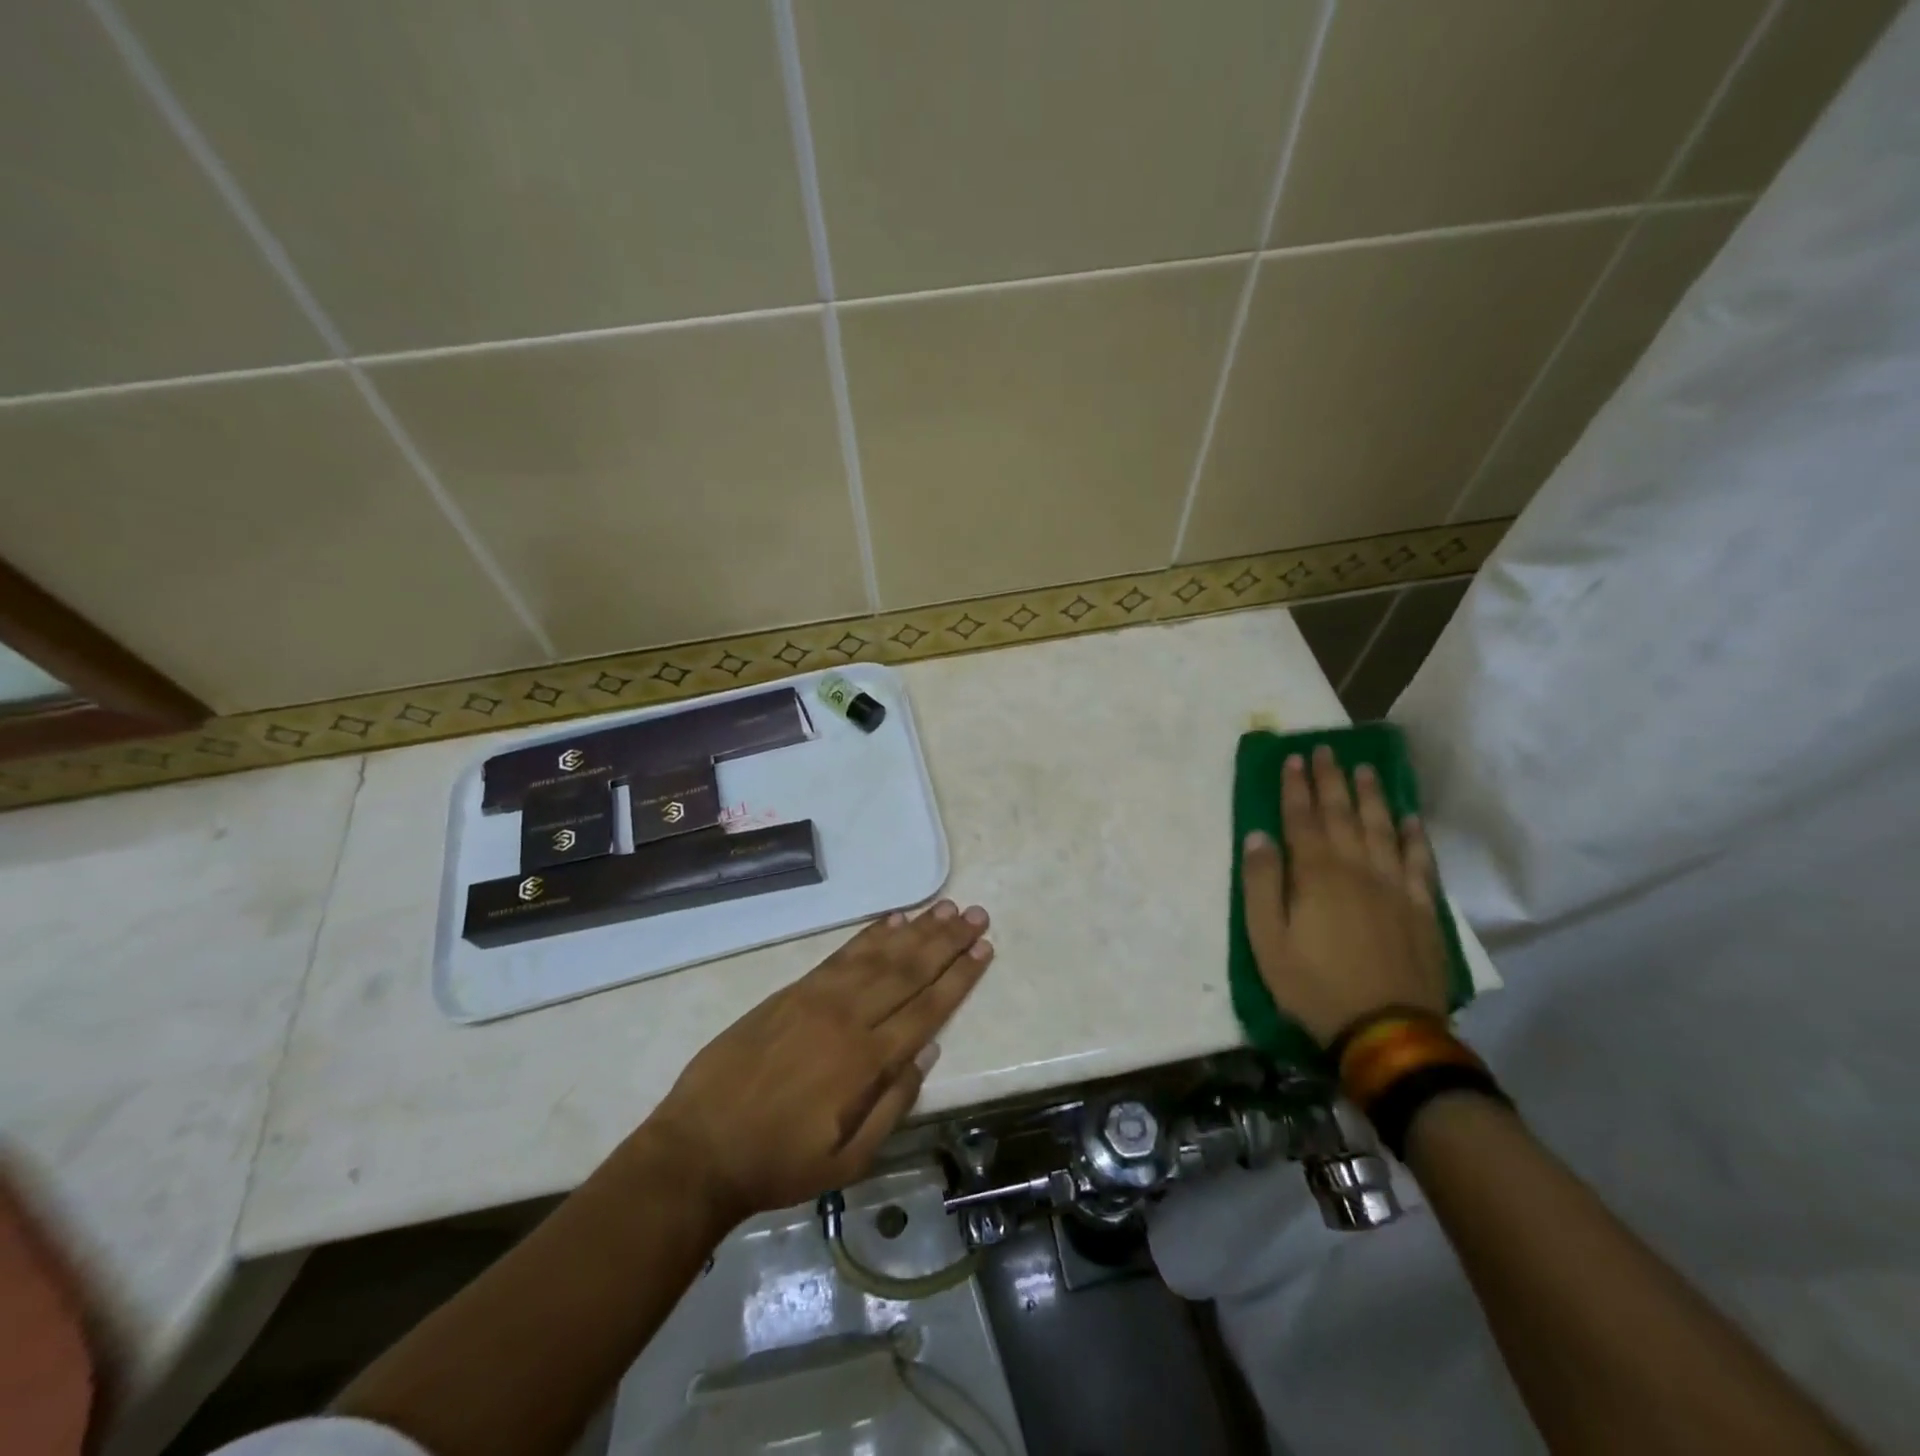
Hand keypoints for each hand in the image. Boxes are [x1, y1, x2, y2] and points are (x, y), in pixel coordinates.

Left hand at [646, 900, 993, 1226]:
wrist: (697, 1148)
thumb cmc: (777, 1164)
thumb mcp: (846, 1161)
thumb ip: (893, 1106)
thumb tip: (928, 1053)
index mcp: (865, 1062)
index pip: (926, 1009)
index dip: (958, 978)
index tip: (984, 949)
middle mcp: (847, 1019)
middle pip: (908, 971)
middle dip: (947, 941)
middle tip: (977, 915)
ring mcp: (817, 999)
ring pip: (878, 956)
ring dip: (916, 930)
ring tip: (946, 907)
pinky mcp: (791, 991)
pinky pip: (840, 955)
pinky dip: (869, 935)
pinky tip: (892, 920)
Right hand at [1241, 746, 1445, 1046]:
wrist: (1387, 1031)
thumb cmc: (1314, 986)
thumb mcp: (1267, 941)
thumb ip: (1261, 884)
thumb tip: (1258, 837)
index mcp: (1316, 875)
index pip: (1302, 819)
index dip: (1296, 787)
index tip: (1294, 758)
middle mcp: (1357, 869)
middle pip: (1343, 815)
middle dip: (1332, 780)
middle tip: (1327, 750)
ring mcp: (1395, 888)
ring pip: (1382, 829)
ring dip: (1372, 797)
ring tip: (1365, 769)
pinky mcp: (1421, 909)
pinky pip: (1420, 863)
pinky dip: (1415, 837)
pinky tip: (1410, 820)